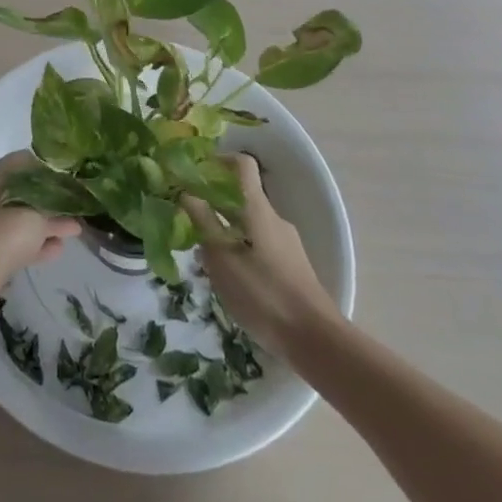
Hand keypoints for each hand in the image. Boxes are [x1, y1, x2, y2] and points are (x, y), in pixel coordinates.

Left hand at [0, 152, 80, 321]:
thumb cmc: (2, 234)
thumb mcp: (36, 216)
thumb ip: (56, 212)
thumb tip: (73, 216)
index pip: (25, 161)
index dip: (49, 167)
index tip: (72, 176)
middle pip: (24, 190)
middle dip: (50, 198)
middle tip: (76, 203)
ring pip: (21, 218)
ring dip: (46, 223)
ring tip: (74, 227)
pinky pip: (17, 242)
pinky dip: (37, 243)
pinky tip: (59, 248)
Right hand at [182, 153, 338, 353]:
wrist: (316, 341)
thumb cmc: (264, 294)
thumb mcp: (223, 259)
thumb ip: (203, 222)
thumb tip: (185, 192)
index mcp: (258, 208)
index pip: (242, 165)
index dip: (218, 161)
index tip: (194, 173)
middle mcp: (274, 219)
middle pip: (242, 197)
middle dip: (214, 205)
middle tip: (189, 223)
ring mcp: (286, 243)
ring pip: (249, 225)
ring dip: (226, 231)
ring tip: (205, 259)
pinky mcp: (292, 266)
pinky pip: (260, 246)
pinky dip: (241, 251)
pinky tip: (229, 280)